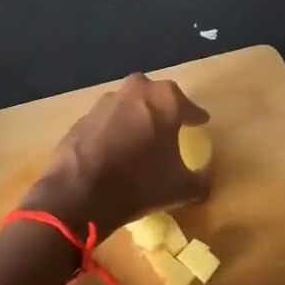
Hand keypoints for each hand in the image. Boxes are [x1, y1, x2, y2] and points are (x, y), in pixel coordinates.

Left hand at [27, 73, 209, 235]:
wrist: (79, 193)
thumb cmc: (140, 183)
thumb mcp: (181, 189)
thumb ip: (200, 181)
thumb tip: (204, 182)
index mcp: (165, 99)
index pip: (188, 106)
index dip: (196, 117)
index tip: (200, 123)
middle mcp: (136, 91)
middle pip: (156, 96)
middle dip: (163, 109)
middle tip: (168, 127)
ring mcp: (105, 102)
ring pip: (128, 105)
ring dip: (135, 118)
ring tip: (140, 141)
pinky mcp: (82, 118)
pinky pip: (106, 121)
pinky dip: (113, 131)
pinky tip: (115, 151)